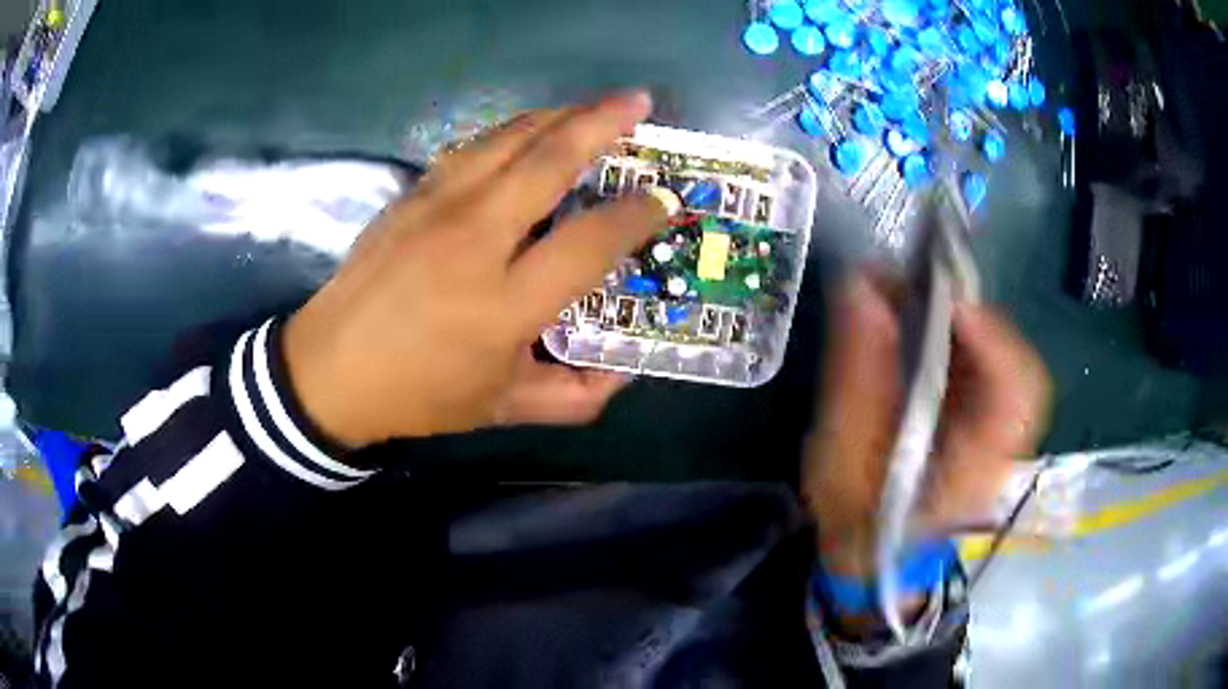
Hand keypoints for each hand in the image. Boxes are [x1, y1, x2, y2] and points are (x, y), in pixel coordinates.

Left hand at [283, 91, 667, 447]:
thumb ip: (573, 397)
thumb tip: (624, 372)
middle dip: (604, 122)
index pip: (589, 241)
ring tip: (594, 106)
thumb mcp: (502, 409)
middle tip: (640, 102)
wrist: (329, 371)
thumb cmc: (419, 394)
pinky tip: (529, 132)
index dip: (636, 215)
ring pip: (509, 138)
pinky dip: (512, 132)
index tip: (662, 200)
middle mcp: (474, 239)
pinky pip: (473, 147)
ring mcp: (436, 207)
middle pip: (549, 159)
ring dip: (559, 114)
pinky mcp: (410, 196)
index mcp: (504, 303)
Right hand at [802, 274, 1051, 578]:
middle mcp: (1002, 450)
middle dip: (978, 321)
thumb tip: (863, 286)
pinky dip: (965, 337)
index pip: (1017, 397)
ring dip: (968, 323)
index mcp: (974, 471)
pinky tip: (930, 325)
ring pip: (1010, 362)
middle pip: (1022, 370)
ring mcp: (1002, 436)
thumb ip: (858, 373)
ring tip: (919, 300)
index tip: (948, 299)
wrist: (873, 553)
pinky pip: (993, 367)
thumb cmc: (856, 517)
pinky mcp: (989, 422)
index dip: (994, 339)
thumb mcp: (843, 455)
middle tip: (925, 289)